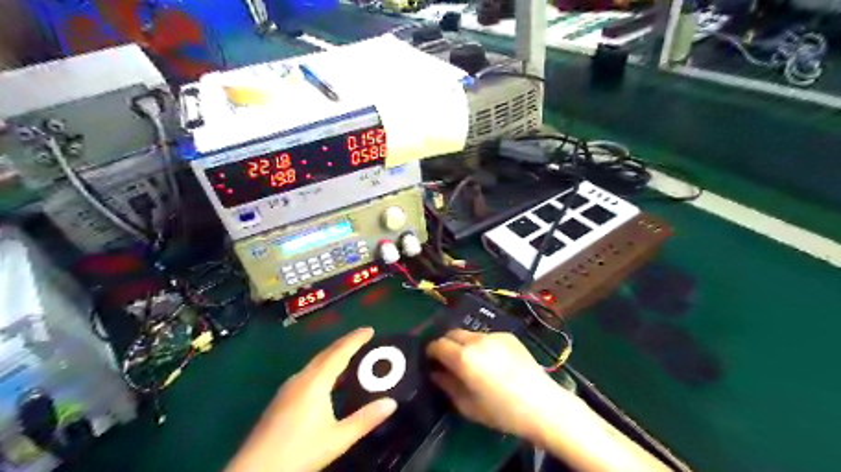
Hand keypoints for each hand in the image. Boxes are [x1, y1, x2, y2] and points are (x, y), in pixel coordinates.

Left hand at [225, 329, 397, 471]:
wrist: (254, 471)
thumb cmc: (299, 452)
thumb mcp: (337, 439)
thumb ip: (365, 419)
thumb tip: (391, 403)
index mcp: (315, 382)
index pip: (339, 352)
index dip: (355, 339)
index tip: (370, 329)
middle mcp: (301, 378)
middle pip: (326, 353)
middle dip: (345, 343)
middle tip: (363, 338)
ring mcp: (288, 388)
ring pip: (315, 363)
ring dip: (333, 355)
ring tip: (349, 355)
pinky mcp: (281, 399)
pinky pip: (308, 373)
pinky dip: (323, 367)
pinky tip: (327, 380)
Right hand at [427, 331, 577, 443]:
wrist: (542, 405)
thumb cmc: (502, 412)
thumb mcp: (468, 406)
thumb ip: (447, 385)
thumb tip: (436, 373)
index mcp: (464, 357)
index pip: (437, 344)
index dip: (431, 352)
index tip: (431, 361)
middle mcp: (477, 340)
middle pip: (452, 333)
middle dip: (446, 344)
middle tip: (448, 361)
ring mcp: (494, 335)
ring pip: (470, 334)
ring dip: (464, 344)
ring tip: (472, 362)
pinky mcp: (508, 336)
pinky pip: (487, 337)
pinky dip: (482, 345)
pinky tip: (492, 362)